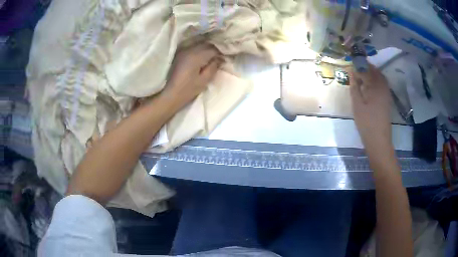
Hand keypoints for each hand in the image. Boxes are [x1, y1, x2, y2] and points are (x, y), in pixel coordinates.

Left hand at [163, 44, 222, 108]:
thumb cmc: (188, 90)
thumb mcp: (204, 80)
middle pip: (205, 45)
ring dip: (206, 49)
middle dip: (213, 49)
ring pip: (199, 45)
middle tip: (219, 57)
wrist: (170, 94)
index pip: (213, 49)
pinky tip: (201, 58)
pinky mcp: (180, 55)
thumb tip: (219, 59)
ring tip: (211, 57)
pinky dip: (199, 51)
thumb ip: (213, 67)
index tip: (224, 59)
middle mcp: (189, 50)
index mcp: (196, 56)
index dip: (220, 53)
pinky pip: (192, 48)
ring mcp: (183, 52)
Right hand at [350, 64, 392, 156]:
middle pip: (375, 71)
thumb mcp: (357, 104)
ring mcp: (387, 93)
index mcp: (376, 86)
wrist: (379, 140)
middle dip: (366, 67)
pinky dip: (376, 80)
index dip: (358, 65)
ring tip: (361, 75)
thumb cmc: (366, 123)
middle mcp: (383, 87)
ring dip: (371, 73)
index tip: (350, 64)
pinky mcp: (387, 99)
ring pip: (380, 77)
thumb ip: (354, 87)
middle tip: (356, 68)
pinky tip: (369, 85)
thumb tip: (351, 72)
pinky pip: (382, 84)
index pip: (367, 69)